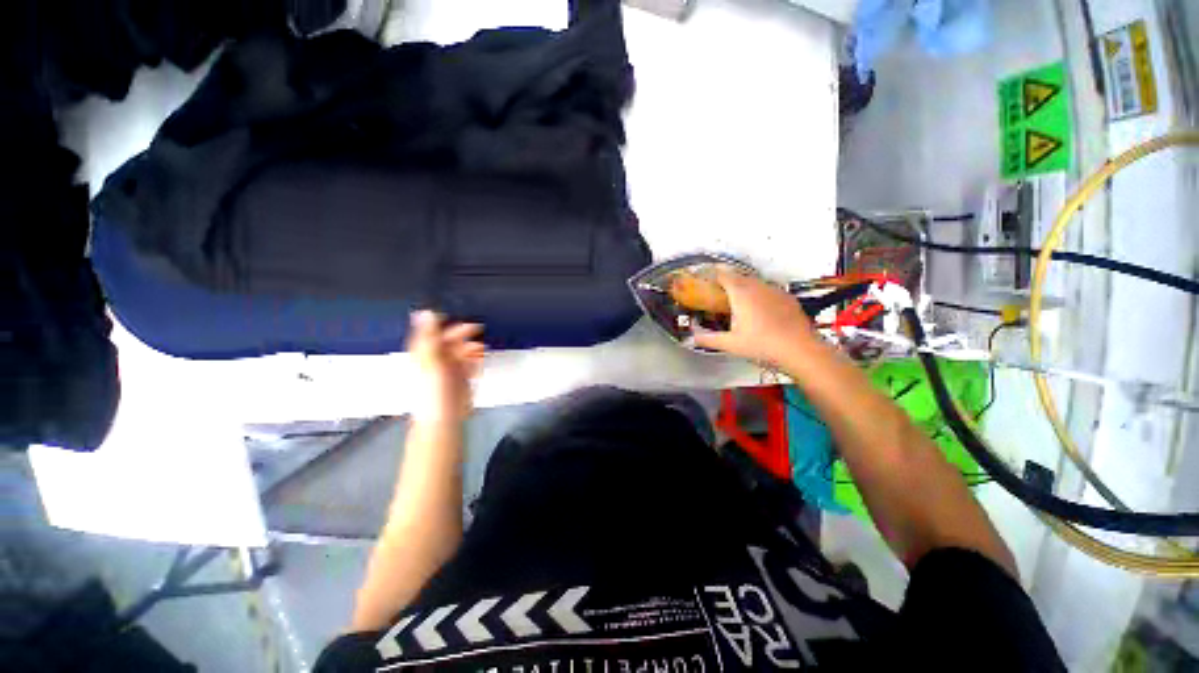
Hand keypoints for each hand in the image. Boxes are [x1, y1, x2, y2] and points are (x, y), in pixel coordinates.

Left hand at [407, 311, 485, 422]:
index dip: (438, 323)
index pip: (430, 332)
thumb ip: (431, 336)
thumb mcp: (431, 360)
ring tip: (482, 347)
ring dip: (472, 347)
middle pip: (449, 340)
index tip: (451, 314)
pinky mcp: (462, 378)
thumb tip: (426, 312)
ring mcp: (450, 369)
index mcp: (424, 353)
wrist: (444, 418)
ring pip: (462, 351)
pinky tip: (482, 358)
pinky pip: (470, 363)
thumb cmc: (434, 390)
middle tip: (477, 328)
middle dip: (463, 334)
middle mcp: (436, 359)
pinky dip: (476, 359)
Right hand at [690, 270, 814, 367]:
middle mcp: (757, 286)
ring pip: (754, 282)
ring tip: (737, 299)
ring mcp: (774, 290)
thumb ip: (708, 339)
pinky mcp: (787, 297)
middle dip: (727, 280)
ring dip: (743, 286)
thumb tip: (691, 337)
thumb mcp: (730, 344)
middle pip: (738, 276)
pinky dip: (759, 293)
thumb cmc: (761, 344)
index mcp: (741, 293)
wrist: (800, 349)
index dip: (712, 274)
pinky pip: (768, 290)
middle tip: (717, 291)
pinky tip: (759, 307)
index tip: (704, 279)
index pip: (723, 275)